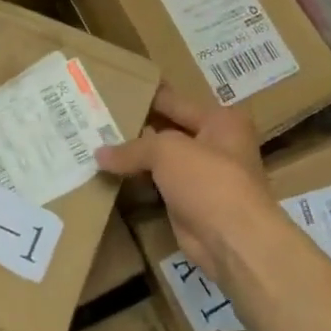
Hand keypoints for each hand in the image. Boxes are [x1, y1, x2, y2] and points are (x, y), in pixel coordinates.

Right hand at [95, 87, 272, 280]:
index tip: (113, 90)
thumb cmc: (208, 180)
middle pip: (167, 130)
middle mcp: (215, 144)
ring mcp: (203, 176)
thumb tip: (98, 154)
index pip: (174, 101)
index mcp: (220, 120)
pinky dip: (138, 182)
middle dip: (136, 127)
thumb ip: (132, 148)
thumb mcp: (166, 151)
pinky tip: (110, 175)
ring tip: (96, 145)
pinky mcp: (190, 203)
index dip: (145, 96)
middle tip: (96, 119)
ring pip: (161, 160)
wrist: (234, 240)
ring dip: (135, 158)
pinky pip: (158, 185)